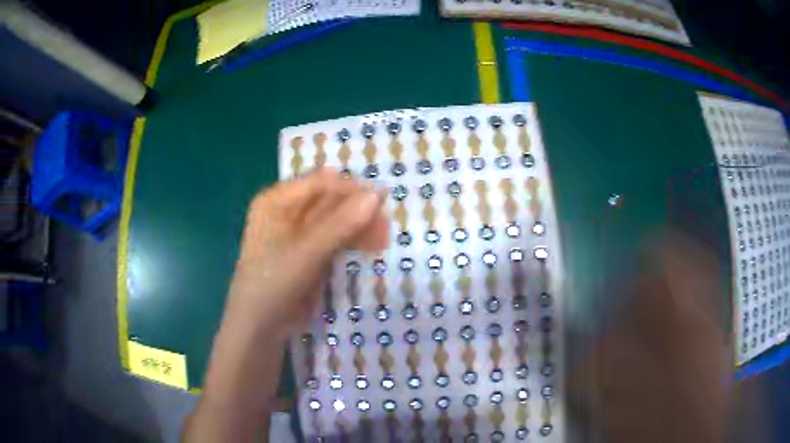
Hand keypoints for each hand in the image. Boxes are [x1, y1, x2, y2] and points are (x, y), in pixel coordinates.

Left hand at [184, 169, 388, 442]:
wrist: (261, 326)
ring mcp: (299, 231)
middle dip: (359, 212)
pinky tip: (371, 248)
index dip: (352, 190)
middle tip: (385, 230)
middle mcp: (287, 209)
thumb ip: (340, 224)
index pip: (321, 182)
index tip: (382, 203)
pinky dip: (354, 240)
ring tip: (381, 243)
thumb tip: (377, 195)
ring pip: (337, 219)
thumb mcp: (306, 252)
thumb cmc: (273, 283)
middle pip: (331, 200)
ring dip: (360, 227)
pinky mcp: (310, 250)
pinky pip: (336, 237)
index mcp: (277, 200)